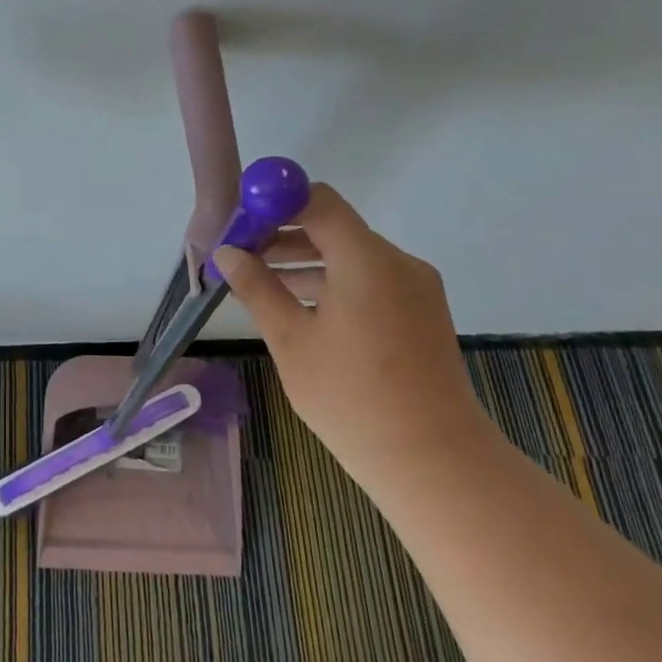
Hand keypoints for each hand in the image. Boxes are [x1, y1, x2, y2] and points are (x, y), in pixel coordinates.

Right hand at [214, 183, 494, 484]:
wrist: (434, 460)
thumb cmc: (352, 397)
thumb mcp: (291, 340)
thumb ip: (257, 288)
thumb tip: (227, 253)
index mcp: (366, 260)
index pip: (317, 200)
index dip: (275, 203)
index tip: (240, 225)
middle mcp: (397, 262)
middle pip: (334, 225)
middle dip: (284, 234)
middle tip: (241, 257)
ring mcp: (415, 287)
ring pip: (351, 254)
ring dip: (306, 260)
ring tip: (262, 283)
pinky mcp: (421, 311)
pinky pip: (370, 279)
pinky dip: (334, 281)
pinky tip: (302, 308)